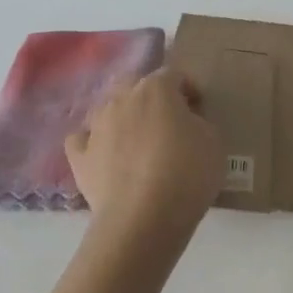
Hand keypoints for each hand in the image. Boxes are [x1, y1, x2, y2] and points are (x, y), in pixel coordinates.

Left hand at [67, 69, 224, 249]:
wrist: (143, 218)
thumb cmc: (187, 173)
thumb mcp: (213, 142)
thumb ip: (198, 122)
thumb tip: (185, 122)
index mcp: (156, 89)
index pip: (174, 75)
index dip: (189, 89)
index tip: (199, 108)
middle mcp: (122, 98)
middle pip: (135, 84)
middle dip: (151, 96)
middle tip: (168, 121)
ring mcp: (96, 126)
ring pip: (108, 109)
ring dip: (123, 117)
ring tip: (138, 141)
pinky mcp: (79, 156)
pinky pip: (84, 139)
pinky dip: (94, 142)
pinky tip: (105, 155)